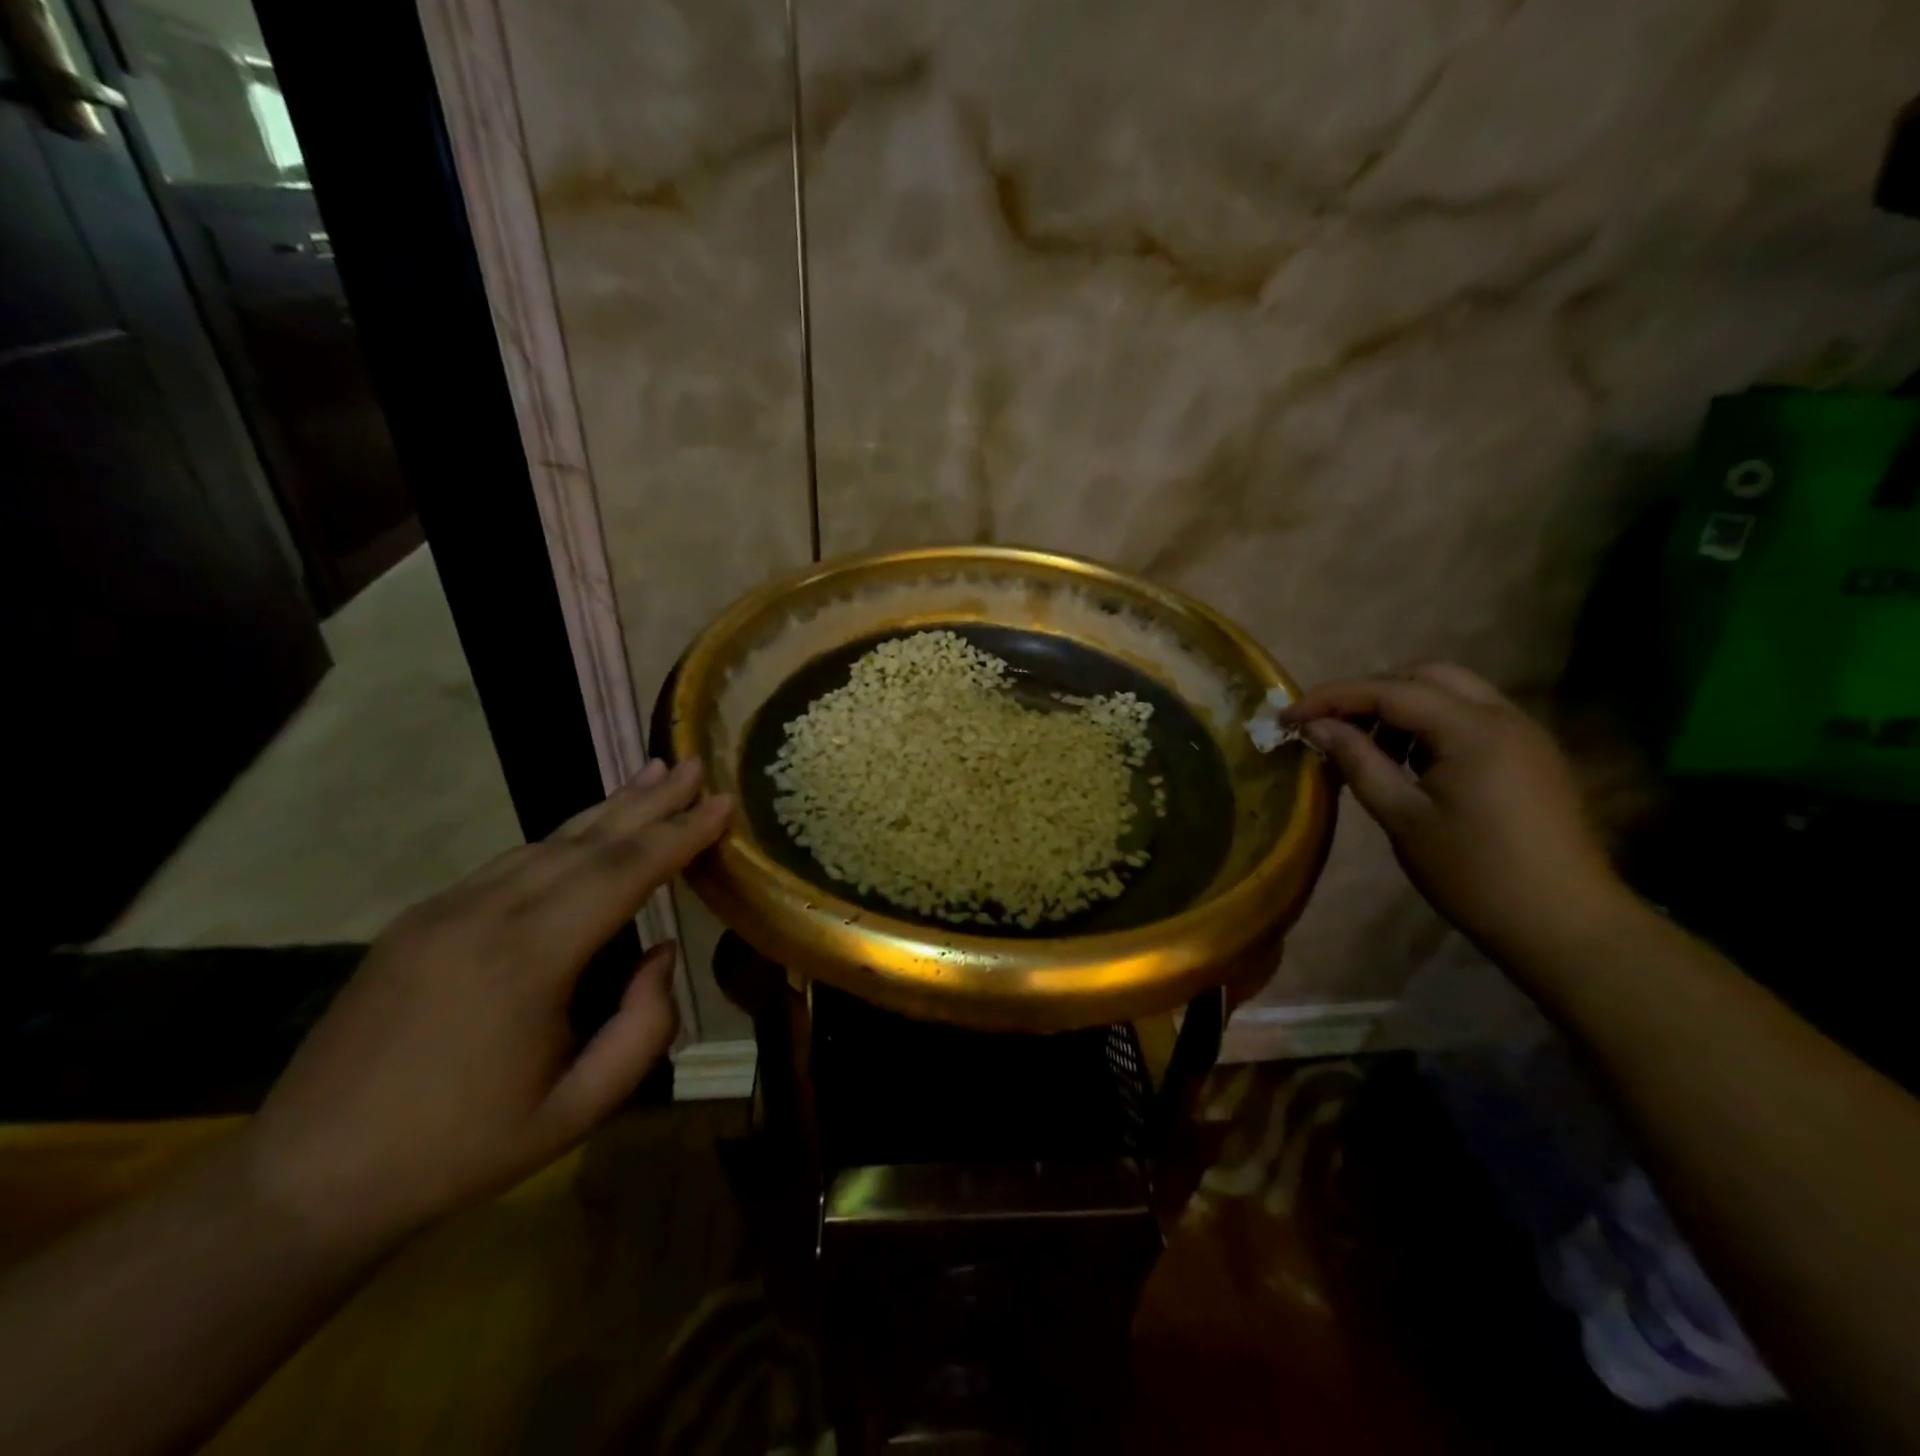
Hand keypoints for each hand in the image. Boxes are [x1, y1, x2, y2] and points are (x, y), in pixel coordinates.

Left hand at [242, 758, 731, 1253]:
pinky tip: (587, 834)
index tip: (723, 803)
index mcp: (528, 960)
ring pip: (546, 842)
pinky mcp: (420, 918)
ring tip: (654, 778)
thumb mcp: (578, 1109)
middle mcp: (486, 914)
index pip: (623, 873)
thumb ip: (643, 1028)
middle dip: (650, 801)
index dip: (679, 834)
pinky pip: (510, 863)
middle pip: (587, 840)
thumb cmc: (461, 1149)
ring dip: (607, 810)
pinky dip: (563, 839)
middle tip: (695, 766)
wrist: (307, 1179)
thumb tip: (663, 953)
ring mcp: (444, 909)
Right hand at [1282, 664, 1625, 965]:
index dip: (1332, 698)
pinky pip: (1471, 718)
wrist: (1565, 926)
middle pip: (1426, 676)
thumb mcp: (1403, 817)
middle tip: (1331, 724)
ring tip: (1366, 746)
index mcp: (1473, 729)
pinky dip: (1431, 725)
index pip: (1389, 691)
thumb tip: (1317, 727)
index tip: (1288, 717)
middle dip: (1371, 692)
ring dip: (1402, 707)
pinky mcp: (1531, 756)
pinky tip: (1408, 762)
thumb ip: (1358, 761)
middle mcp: (1504, 716)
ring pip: (1452, 693)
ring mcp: (1524, 734)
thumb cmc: (1474, 873)